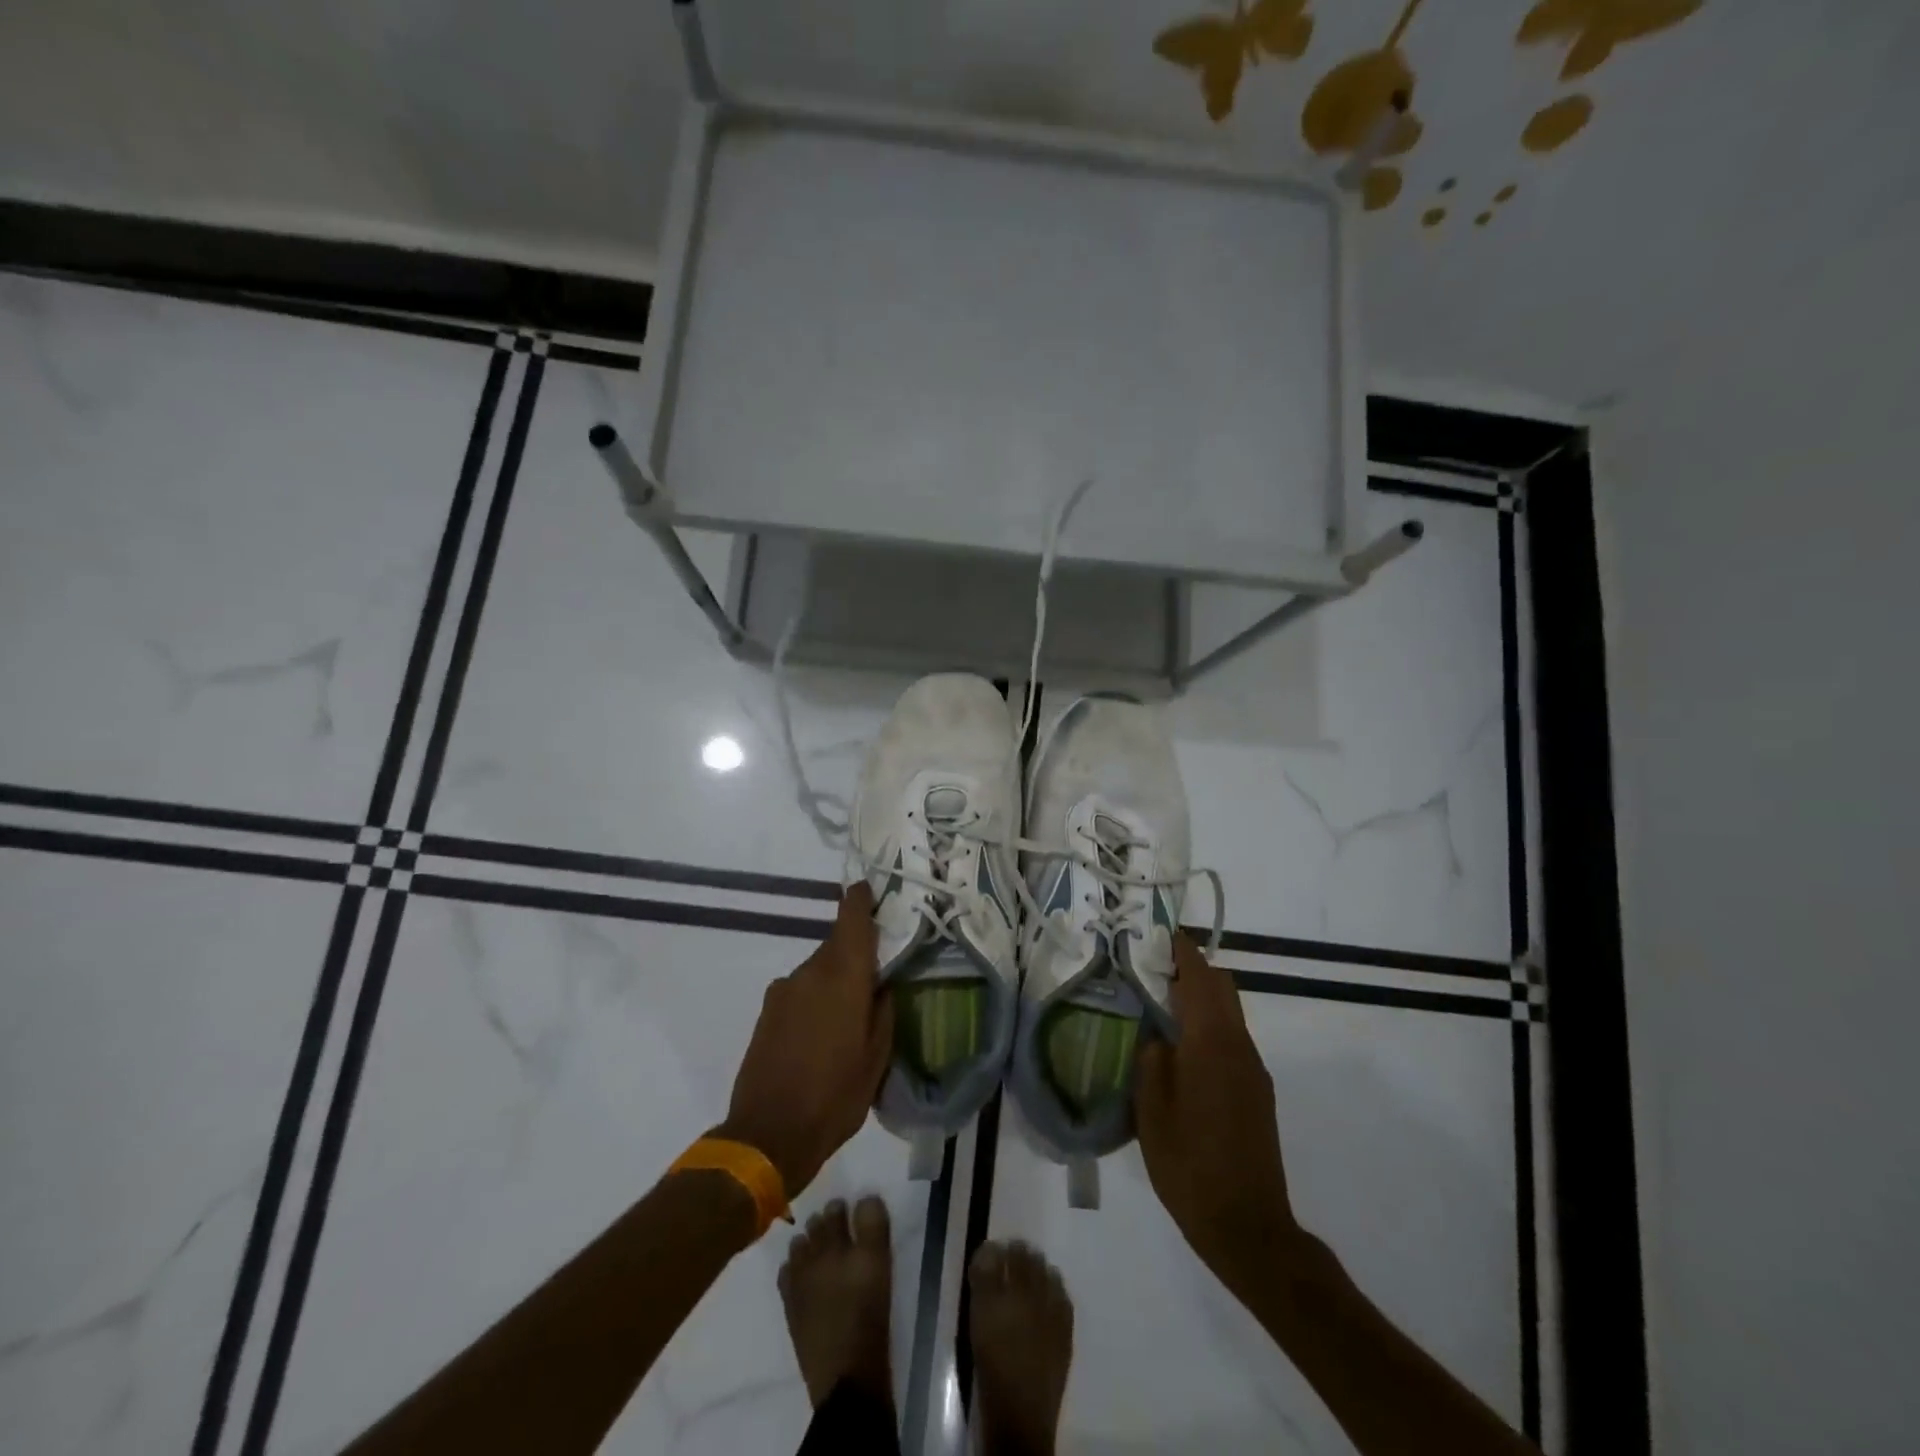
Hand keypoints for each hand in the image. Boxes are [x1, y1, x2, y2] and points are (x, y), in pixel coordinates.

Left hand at [716, 883, 893, 1198]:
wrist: (766, 1135)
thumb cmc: (835, 1097)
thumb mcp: (877, 1059)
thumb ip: (883, 1012)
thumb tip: (883, 985)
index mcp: (844, 978)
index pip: (851, 920)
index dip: (860, 899)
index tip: (869, 889)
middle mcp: (810, 973)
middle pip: (836, 946)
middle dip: (856, 956)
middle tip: (875, 983)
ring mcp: (783, 991)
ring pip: (818, 971)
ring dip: (834, 983)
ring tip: (847, 1021)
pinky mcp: (766, 1011)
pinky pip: (799, 991)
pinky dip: (814, 1000)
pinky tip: (820, 1036)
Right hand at [1135, 934, 1299, 1294]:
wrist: (1248, 1226)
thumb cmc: (1189, 1164)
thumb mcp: (1151, 1110)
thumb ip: (1151, 1059)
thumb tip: (1157, 1034)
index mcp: (1212, 1043)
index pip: (1201, 978)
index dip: (1183, 951)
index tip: (1161, 933)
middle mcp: (1240, 1047)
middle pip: (1223, 988)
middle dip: (1193, 970)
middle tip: (1153, 968)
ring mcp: (1253, 1070)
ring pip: (1229, 1014)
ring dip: (1201, 999)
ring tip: (1160, 1006)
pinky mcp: (1257, 1092)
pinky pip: (1232, 1040)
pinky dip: (1209, 1026)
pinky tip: (1182, 1050)